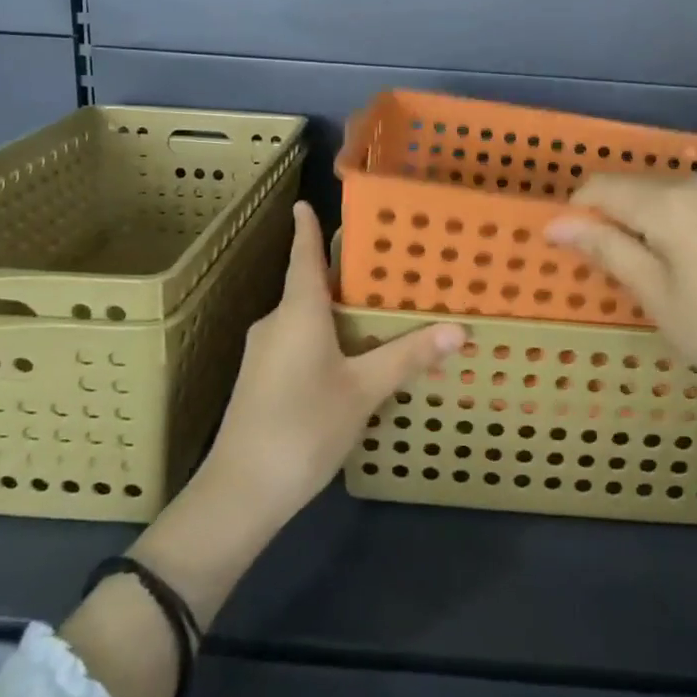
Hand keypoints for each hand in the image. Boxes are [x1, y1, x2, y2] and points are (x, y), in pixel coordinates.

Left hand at [201, 202, 464, 526]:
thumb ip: (406, 357)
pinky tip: (349, 355)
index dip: (305, 228)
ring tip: (376, 309)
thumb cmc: (303, 427)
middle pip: (307, 286)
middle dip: (339, 275)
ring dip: (334, 310)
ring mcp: (264, 353)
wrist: (239, 493)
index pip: (302, 256)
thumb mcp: (362, 391)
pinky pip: (298, 341)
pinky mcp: (261, 380)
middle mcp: (276, 323)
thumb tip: (457, 329)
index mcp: (297, 312)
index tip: (305, 203)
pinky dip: (324, 337)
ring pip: (304, 318)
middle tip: (381, 265)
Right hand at [545, 174, 696, 422]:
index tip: (578, 240)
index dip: (582, 209)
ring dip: (666, 214)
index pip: (605, 187)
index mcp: (672, 204)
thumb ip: (606, 248)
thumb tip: (556, 223)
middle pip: (645, 187)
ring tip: (678, 262)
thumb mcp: (655, 296)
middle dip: (626, 215)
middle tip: (631, 263)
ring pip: (684, 189)